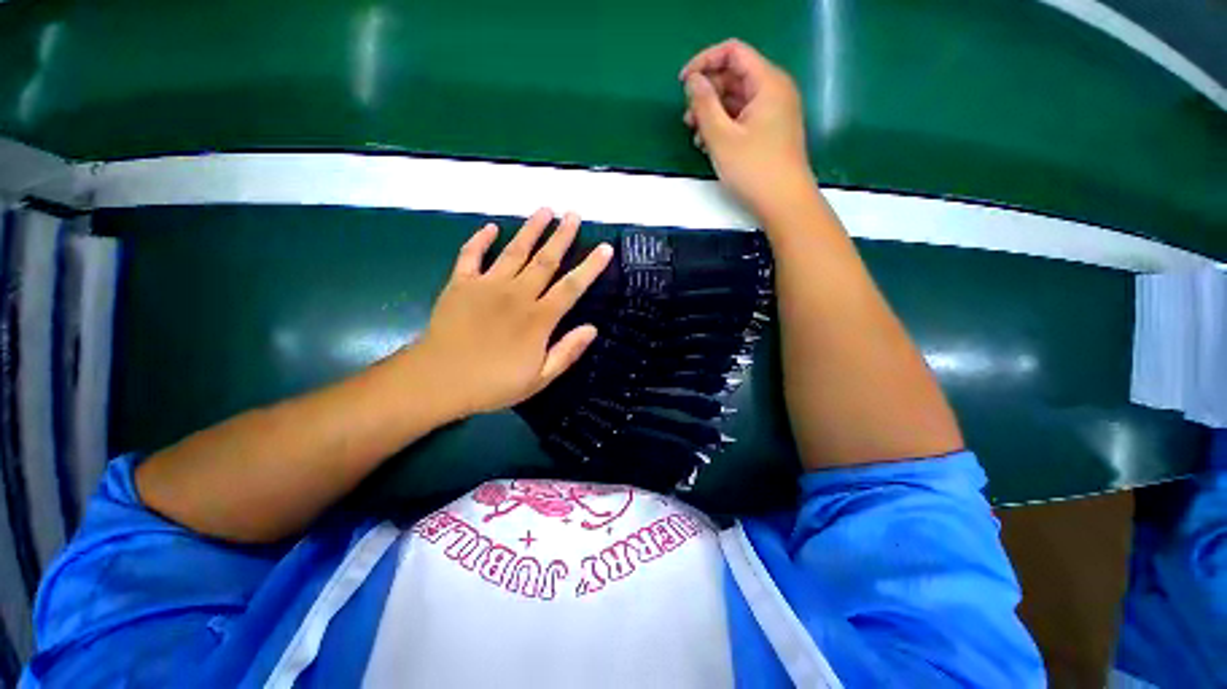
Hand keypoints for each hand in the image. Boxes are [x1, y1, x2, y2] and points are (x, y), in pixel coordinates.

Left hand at [414, 209, 612, 416]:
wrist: (439, 380)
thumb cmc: (493, 383)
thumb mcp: (539, 378)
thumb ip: (567, 352)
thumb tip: (592, 328)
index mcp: (538, 318)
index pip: (571, 287)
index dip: (590, 267)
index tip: (605, 248)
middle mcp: (517, 294)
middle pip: (545, 260)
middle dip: (562, 236)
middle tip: (573, 214)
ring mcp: (487, 285)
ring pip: (514, 251)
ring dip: (531, 229)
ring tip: (545, 210)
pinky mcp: (461, 284)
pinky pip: (471, 255)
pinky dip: (480, 239)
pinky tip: (491, 227)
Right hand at [680, 39, 815, 219]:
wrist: (784, 203)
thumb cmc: (754, 169)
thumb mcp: (721, 137)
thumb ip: (704, 105)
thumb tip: (693, 81)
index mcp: (767, 83)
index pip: (733, 52)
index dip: (704, 62)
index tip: (682, 84)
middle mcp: (773, 91)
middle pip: (734, 76)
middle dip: (707, 93)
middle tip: (687, 118)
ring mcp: (773, 112)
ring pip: (736, 100)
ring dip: (712, 113)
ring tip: (695, 136)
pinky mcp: (770, 131)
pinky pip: (742, 118)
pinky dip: (724, 126)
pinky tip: (709, 145)